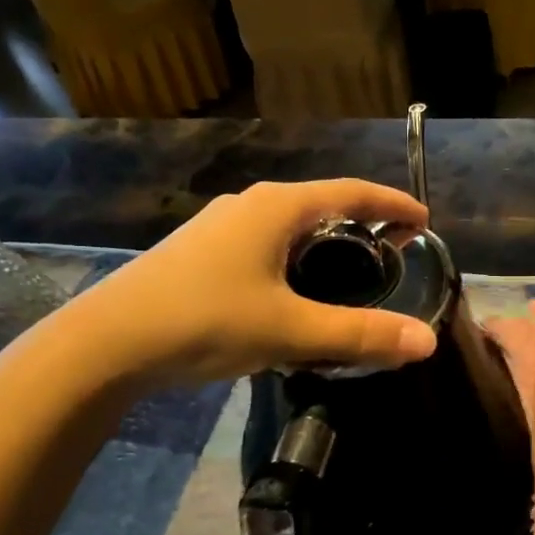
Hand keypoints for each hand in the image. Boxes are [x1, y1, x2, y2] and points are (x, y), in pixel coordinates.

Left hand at [66, 180, 435, 385]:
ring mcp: (220, 226)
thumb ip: (359, 334)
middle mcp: (250, 205)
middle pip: (321, 207)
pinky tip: (291, 298)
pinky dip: (293, 263)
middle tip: (391, 257)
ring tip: (347, 279)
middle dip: (361, 228)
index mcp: (277, 207)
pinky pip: (264, 247)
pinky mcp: (200, 252)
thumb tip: (425, 341)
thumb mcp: (289, 330)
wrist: (108, 342)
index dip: (392, 203)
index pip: (352, 192)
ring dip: (324, 248)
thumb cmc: (206, 321)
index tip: (423, 219)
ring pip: (289, 229)